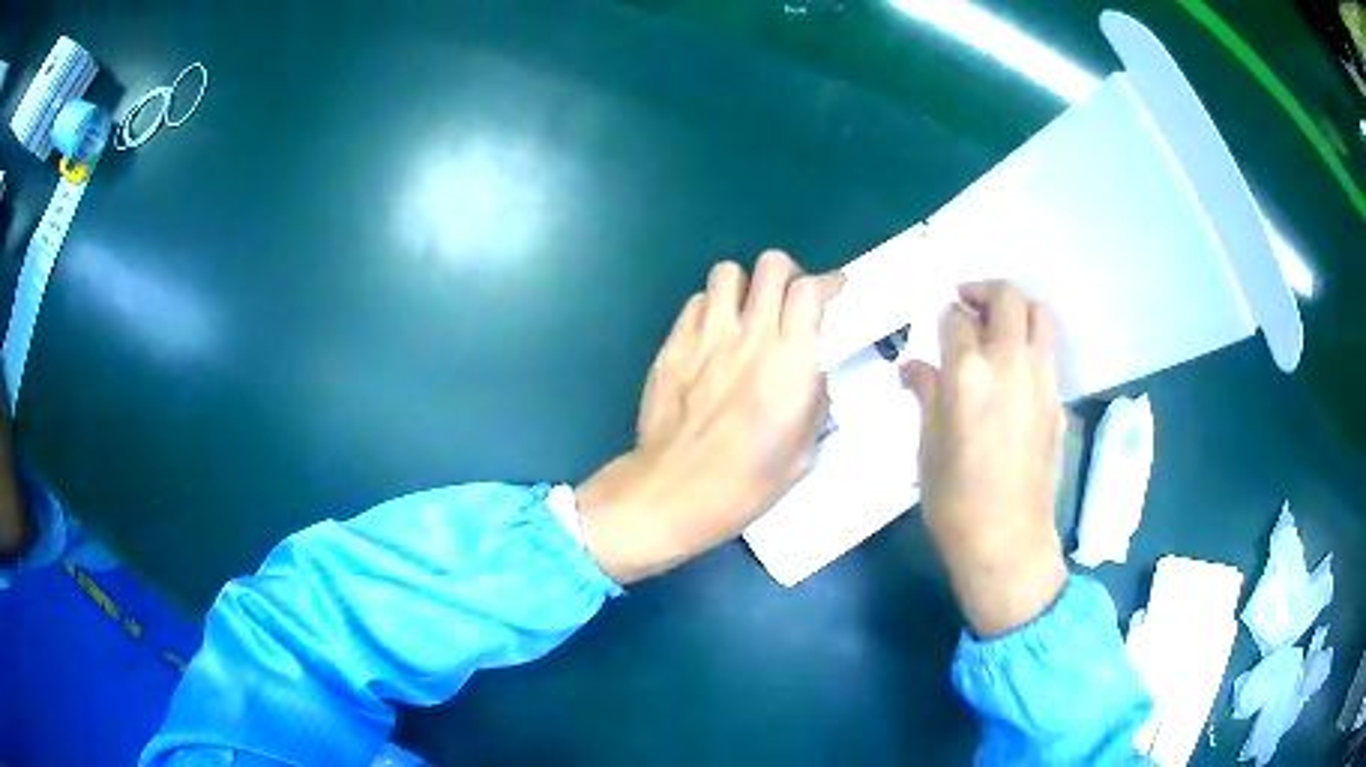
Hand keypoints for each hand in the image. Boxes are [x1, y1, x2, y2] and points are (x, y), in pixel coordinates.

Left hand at [576, 251, 840, 583]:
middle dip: (787, 276)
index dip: (828, 282)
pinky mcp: (673, 344)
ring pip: (727, 271)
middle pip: (771, 265)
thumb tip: (812, 372)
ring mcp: (706, 335)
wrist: (675, 491)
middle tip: (788, 302)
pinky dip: (710, 309)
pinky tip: (712, 337)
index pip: (811, 290)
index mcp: (791, 361)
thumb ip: (814, 399)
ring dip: (745, 286)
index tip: (834, 290)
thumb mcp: (804, 451)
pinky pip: (695, 302)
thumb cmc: (747, 482)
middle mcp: (751, 335)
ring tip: (746, 313)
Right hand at [901, 281, 1066, 637]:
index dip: (946, 316)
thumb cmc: (955, 499)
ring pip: (1040, 315)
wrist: (1007, 539)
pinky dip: (1033, 344)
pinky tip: (1017, 369)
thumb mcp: (928, 445)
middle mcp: (1010, 361)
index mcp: (967, 372)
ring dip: (1019, 308)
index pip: (956, 318)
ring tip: (1000, 324)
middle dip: (985, 291)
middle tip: (968, 303)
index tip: (940, 325)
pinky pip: (1049, 352)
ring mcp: (1042, 379)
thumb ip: (927, 393)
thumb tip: (915, 366)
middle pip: (1008, 298)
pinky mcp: (1059, 400)